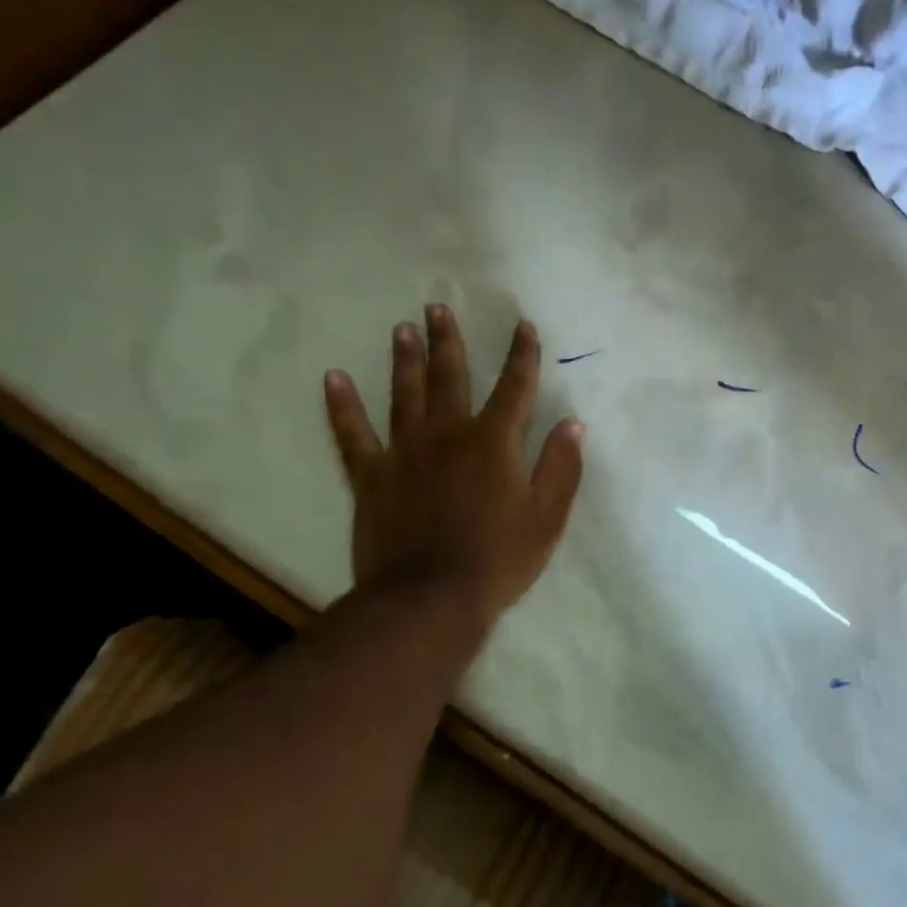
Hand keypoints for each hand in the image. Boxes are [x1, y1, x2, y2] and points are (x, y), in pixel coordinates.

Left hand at [324, 307, 583, 620]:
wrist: (430, 599)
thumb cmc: (499, 558)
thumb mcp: (547, 516)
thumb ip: (561, 467)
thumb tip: (572, 424)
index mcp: (494, 442)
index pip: (514, 388)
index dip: (521, 355)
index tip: (523, 326)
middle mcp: (448, 435)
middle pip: (451, 378)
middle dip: (449, 341)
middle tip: (437, 307)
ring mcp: (405, 453)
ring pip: (404, 395)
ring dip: (404, 360)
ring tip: (402, 328)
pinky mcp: (372, 477)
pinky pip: (353, 435)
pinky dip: (342, 407)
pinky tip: (334, 379)